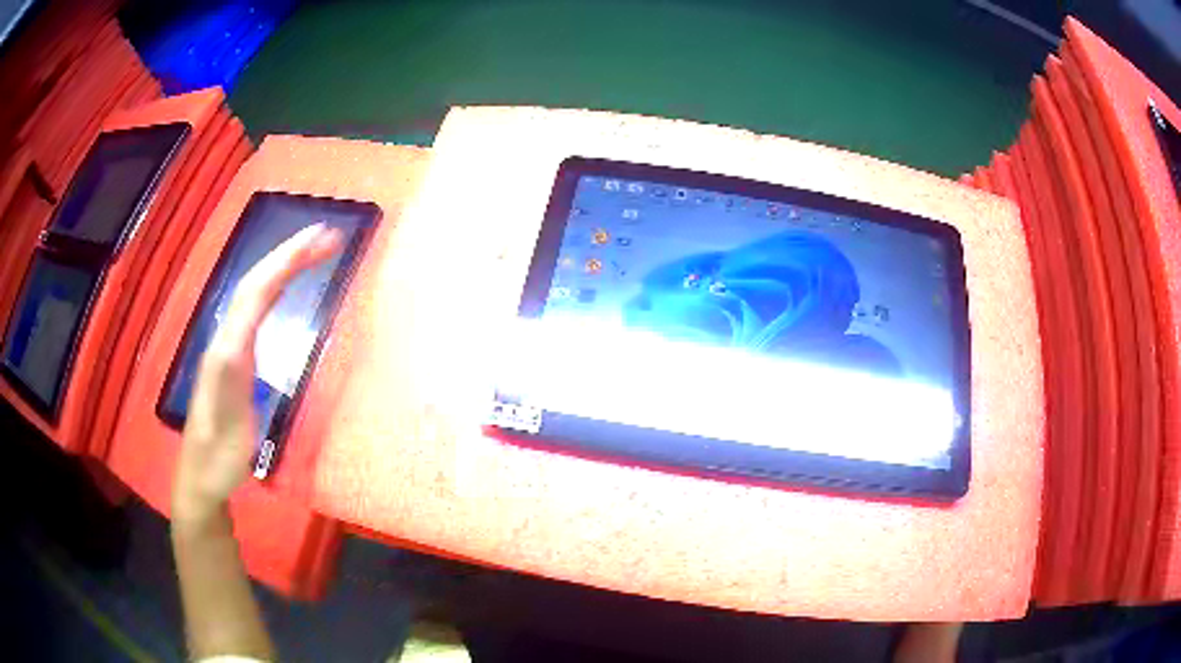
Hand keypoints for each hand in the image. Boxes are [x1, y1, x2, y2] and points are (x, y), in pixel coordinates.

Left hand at [172, 223, 342, 528]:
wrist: (203, 475)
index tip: (319, 239)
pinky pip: (254, 310)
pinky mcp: (233, 357)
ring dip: (283, 265)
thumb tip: (241, 336)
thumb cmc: (220, 455)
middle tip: (327, 235)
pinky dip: (274, 287)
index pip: (255, 292)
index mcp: (227, 349)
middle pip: (255, 283)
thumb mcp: (228, 422)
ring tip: (314, 250)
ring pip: (254, 293)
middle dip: (289, 253)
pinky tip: (286, 285)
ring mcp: (228, 346)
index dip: (285, 262)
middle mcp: (226, 338)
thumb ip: (229, 376)